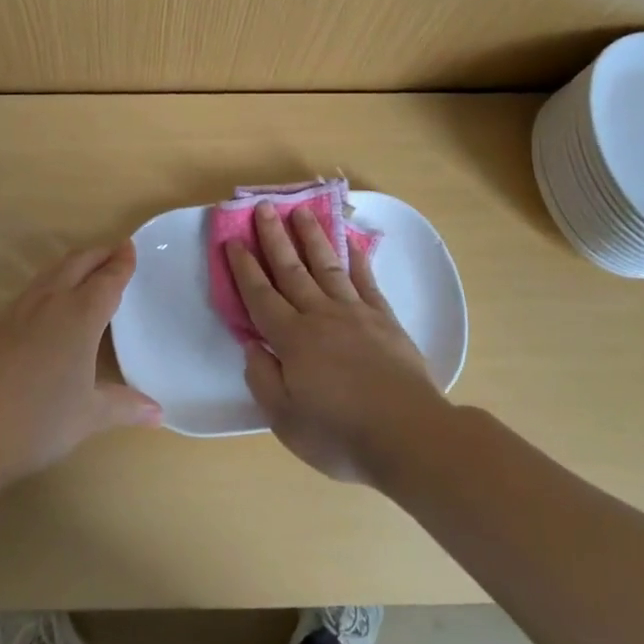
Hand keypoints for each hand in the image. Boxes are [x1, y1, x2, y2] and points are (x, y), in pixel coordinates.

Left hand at [0, 240, 161, 482]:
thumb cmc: (40, 420)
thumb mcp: (90, 416)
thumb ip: (125, 406)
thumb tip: (158, 413)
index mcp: (80, 316)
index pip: (107, 280)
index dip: (121, 264)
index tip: (129, 248)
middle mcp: (50, 302)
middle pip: (76, 264)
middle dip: (97, 255)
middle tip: (113, 252)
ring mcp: (17, 311)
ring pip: (48, 274)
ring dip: (70, 266)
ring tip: (82, 271)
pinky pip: (27, 294)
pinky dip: (46, 287)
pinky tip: (44, 307)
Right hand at [227, 202, 447, 484]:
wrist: (410, 436)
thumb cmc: (340, 434)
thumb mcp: (285, 419)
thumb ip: (262, 378)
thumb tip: (251, 345)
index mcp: (292, 339)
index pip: (260, 295)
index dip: (245, 267)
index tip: (233, 240)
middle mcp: (320, 316)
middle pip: (292, 270)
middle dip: (274, 238)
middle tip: (263, 207)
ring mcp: (356, 314)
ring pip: (327, 266)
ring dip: (312, 237)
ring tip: (301, 211)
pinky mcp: (385, 320)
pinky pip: (366, 281)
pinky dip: (356, 259)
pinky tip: (350, 243)